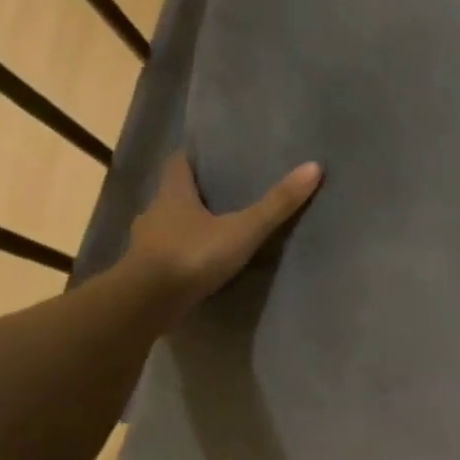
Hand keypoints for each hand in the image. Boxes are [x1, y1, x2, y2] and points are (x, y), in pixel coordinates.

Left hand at [125, 151, 321, 311]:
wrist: (146, 303)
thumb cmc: (192, 256)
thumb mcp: (242, 230)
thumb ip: (276, 205)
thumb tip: (314, 167)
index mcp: (173, 194)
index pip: (178, 164)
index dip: (192, 158)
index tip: (208, 157)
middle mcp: (154, 213)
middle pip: (173, 195)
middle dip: (193, 195)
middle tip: (221, 196)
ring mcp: (146, 245)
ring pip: (167, 227)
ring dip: (186, 228)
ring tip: (213, 233)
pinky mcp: (145, 273)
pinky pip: (165, 256)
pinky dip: (180, 256)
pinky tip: (198, 266)